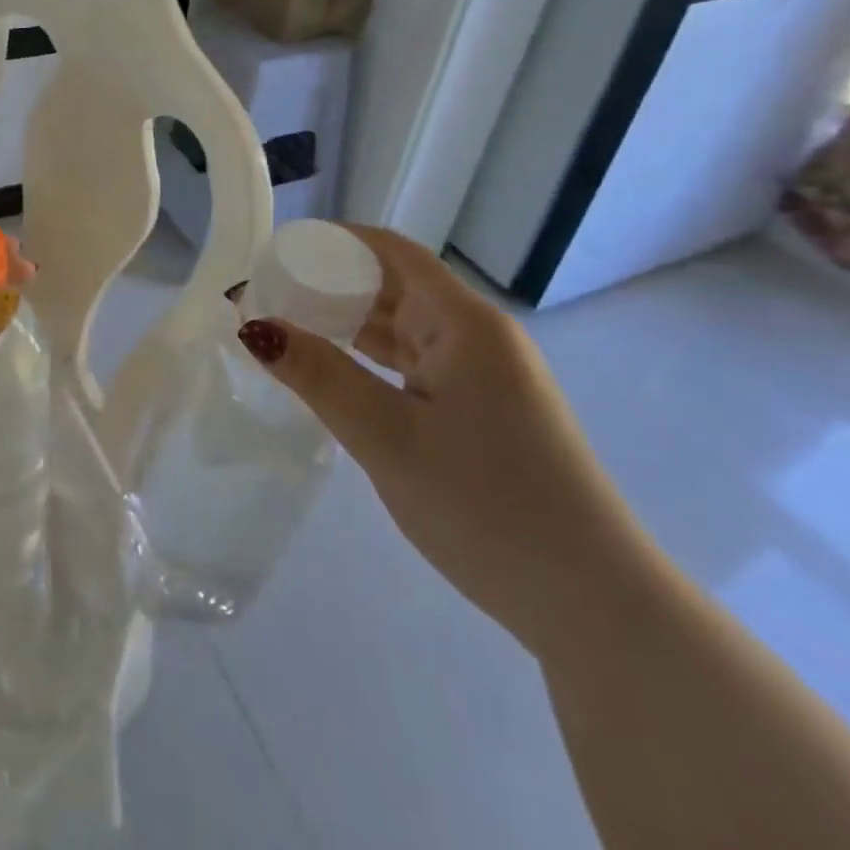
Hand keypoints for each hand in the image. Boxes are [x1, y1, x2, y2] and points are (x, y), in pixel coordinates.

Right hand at [245, 226, 659, 656]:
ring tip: (286, 329)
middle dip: (329, 284)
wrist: (594, 607)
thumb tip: (255, 326)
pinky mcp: (482, 410)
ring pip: (402, 327)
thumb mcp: (388, 438)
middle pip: (394, 285)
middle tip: (266, 298)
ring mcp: (484, 375)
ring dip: (347, 324)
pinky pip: (414, 364)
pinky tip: (333, 372)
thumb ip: (319, 375)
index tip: (275, 253)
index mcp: (464, 323)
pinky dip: (370, 360)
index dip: (332, 242)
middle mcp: (477, 336)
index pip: (390, 252)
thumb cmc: (488, 507)